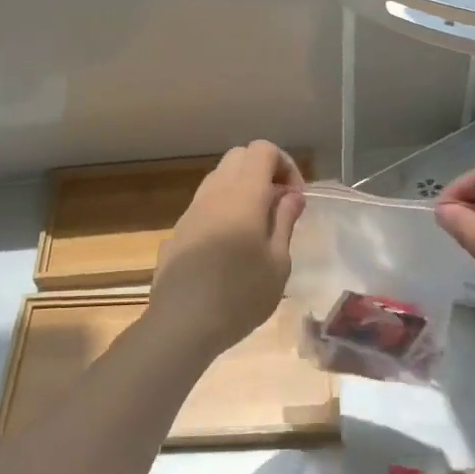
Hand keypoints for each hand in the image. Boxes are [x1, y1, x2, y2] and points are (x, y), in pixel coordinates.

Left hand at [149, 141, 306, 358]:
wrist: (181, 323)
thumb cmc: (240, 295)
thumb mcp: (278, 262)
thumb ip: (285, 221)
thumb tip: (291, 195)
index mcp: (243, 194)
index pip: (263, 149)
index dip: (285, 164)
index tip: (296, 197)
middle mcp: (214, 192)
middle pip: (239, 156)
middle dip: (264, 171)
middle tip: (279, 205)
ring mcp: (192, 209)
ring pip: (219, 177)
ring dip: (242, 188)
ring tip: (257, 225)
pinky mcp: (178, 229)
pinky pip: (205, 203)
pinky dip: (224, 207)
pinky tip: (231, 245)